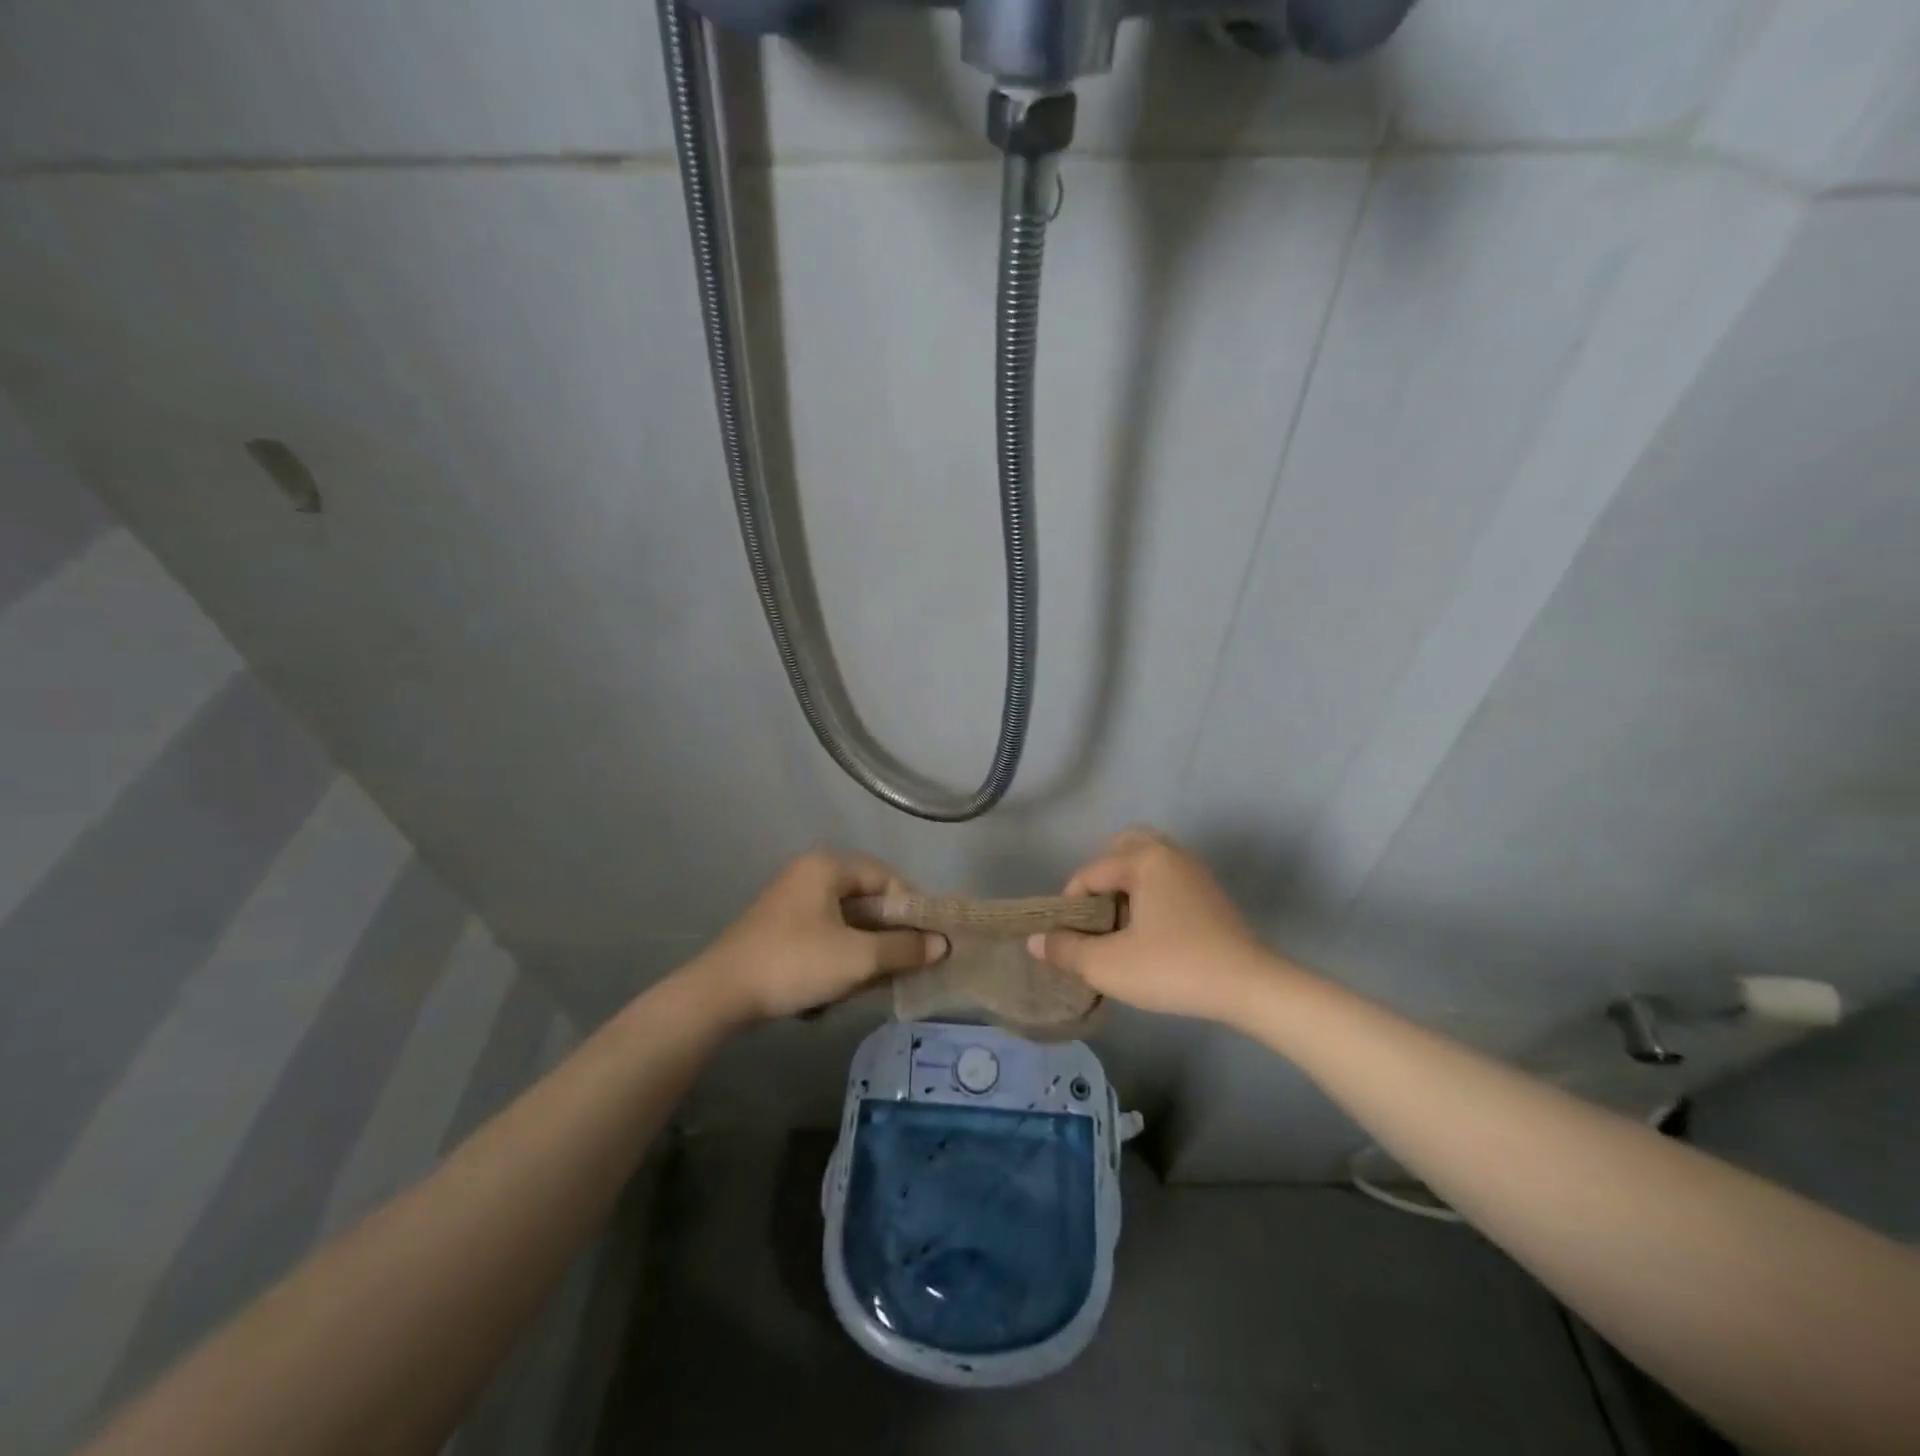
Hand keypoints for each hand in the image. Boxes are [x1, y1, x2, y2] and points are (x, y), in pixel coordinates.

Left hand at [692, 851, 947, 1022]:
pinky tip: (846, 981)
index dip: (913, 907)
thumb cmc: (795, 964)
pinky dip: (841, 952)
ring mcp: (791, 899)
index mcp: (827, 866)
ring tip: (880, 976)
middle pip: (867, 897)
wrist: (721, 994)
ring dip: (866, 946)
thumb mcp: (857, 959)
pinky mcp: (780, 925)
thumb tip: (942, 944)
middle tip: (909, 960)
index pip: (886, 877)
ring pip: (847, 918)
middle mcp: (809, 872)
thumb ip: (904, 948)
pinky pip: (825, 931)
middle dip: (889, 932)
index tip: (930, 939)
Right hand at [1027, 827, 1286, 1024]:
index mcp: (1143, 859)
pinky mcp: (1209, 891)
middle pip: (1122, 847)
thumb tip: (1035, 942)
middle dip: (1101, 877)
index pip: (1089, 873)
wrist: (1249, 987)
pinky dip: (1150, 891)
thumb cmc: (1174, 968)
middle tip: (1096, 917)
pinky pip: (1167, 876)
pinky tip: (1150, 929)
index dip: (1071, 906)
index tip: (1070, 939)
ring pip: (1148, 860)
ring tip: (1120, 923)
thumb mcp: (1110, 965)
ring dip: (1127, 883)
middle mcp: (1169, 853)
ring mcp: (1194, 870)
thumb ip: (1067, 950)